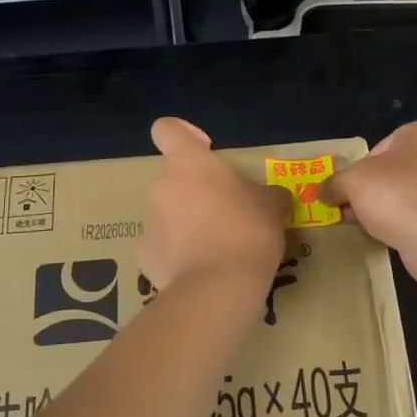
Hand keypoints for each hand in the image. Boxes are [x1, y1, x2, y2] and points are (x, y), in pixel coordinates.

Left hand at [137, 118, 288, 292]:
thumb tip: (272, 196)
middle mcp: (161, 186)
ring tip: (213, 249)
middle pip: (173, 178)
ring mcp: (148, 221)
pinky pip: (160, 246)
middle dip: (193, 192)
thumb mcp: (272, 206)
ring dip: (185, 224)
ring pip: (166, 213)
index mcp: (189, 163)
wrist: (218, 287)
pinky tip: (197, 270)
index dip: (183, 134)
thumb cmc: (248, 231)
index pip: (167, 129)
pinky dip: (175, 254)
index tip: (205, 150)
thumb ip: (266, 193)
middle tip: (224, 214)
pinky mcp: (143, 255)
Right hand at [319, 121, 416, 277]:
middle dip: (375, 192)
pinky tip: (396, 240)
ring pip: (413, 196)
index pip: (382, 147)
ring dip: (392, 210)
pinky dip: (412, 226)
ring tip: (372, 229)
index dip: (361, 169)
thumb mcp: (351, 182)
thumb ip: (334, 184)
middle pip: (398, 172)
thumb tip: (322, 192)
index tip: (350, 190)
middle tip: (354, 212)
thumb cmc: (395, 193)